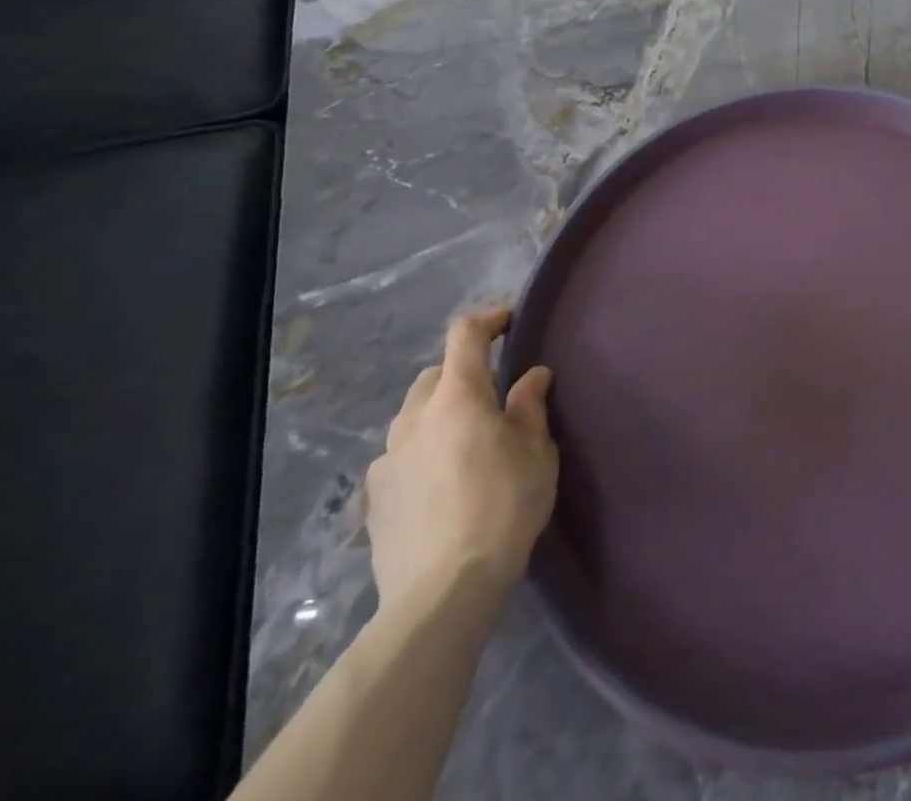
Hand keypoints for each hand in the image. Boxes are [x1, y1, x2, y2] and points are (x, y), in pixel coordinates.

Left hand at [364, 306, 558, 610]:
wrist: (442, 592)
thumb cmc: (503, 508)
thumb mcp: (536, 453)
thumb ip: (530, 407)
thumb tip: (532, 376)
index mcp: (458, 398)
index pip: (465, 335)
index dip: (488, 319)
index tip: (509, 320)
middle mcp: (415, 418)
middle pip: (435, 375)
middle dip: (463, 373)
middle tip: (494, 395)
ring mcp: (387, 458)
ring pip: (414, 415)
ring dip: (439, 413)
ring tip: (466, 440)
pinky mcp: (373, 497)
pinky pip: (399, 455)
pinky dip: (421, 451)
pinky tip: (440, 481)